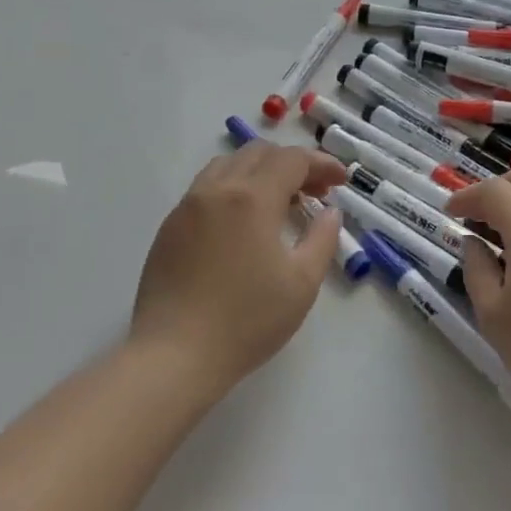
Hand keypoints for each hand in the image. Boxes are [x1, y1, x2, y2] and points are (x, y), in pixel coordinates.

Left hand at [130, 142, 348, 398]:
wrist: (174, 356)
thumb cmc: (246, 321)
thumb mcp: (301, 283)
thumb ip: (322, 239)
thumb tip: (329, 213)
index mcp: (252, 198)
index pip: (292, 160)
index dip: (321, 164)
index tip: (341, 181)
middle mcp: (217, 190)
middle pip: (259, 153)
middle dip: (293, 164)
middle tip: (315, 191)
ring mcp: (187, 206)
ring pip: (228, 165)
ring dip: (260, 171)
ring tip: (279, 202)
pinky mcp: (169, 227)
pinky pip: (206, 188)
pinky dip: (234, 188)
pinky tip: (243, 222)